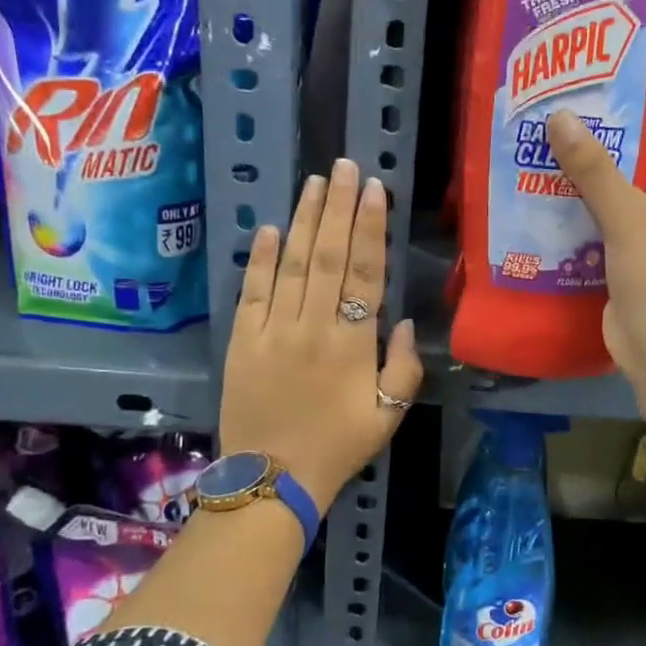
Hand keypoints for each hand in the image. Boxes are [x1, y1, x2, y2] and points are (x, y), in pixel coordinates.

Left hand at [220, 158, 423, 509]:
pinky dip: (262, 259)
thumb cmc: (338, 447)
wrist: (271, 480)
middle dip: (338, 208)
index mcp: (352, 344)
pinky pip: (253, 292)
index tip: (374, 189)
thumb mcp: (389, 415)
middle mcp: (313, 326)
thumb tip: (402, 321)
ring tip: (315, 183)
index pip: (365, 273)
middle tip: (344, 166)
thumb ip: (403, 366)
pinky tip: (273, 229)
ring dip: (305, 220)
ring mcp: (273, 331)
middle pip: (329, 256)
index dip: (371, 227)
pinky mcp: (242, 341)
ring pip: (292, 265)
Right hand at [546, 91, 645, 416]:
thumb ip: (594, 167)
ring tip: (563, 148)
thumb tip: (560, 116)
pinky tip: (563, 194)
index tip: (612, 91)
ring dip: (608, 171)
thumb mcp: (629, 217)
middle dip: (626, 133)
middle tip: (579, 115)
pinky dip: (600, 206)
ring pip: (641, 187)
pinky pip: (624, 220)